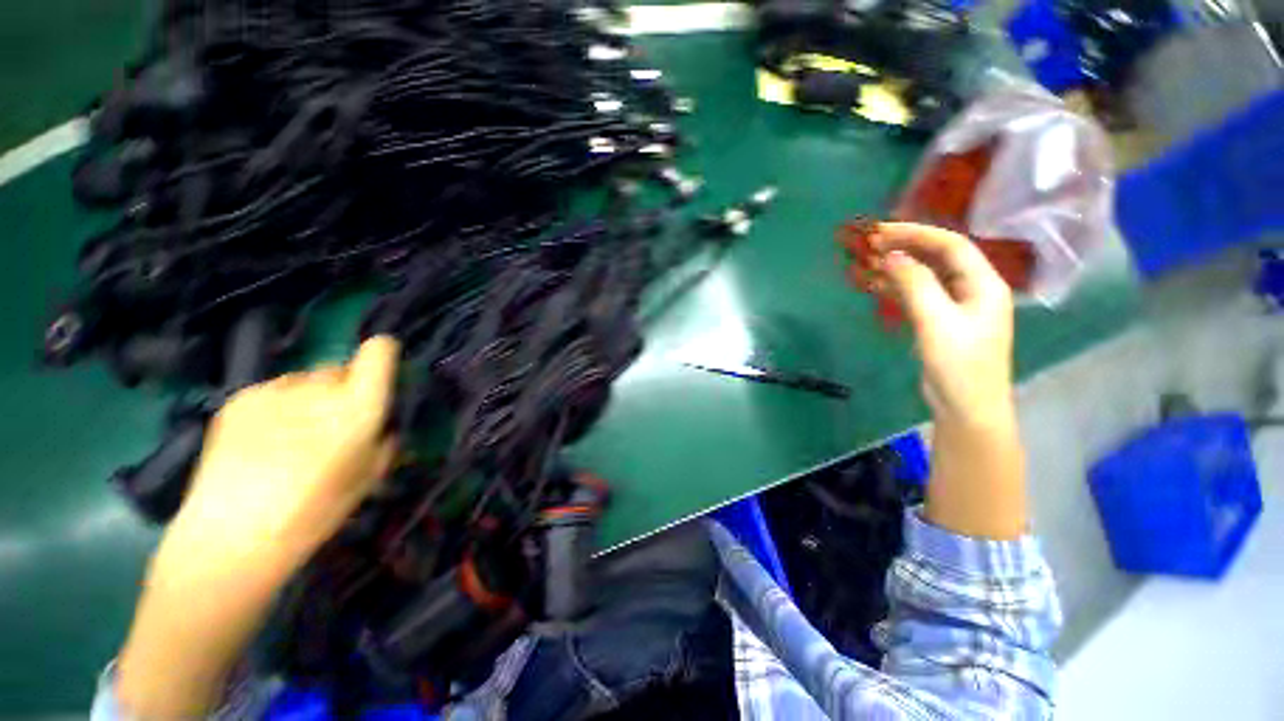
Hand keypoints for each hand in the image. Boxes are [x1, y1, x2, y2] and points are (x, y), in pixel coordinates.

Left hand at [168, 335, 400, 571]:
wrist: (232, 536)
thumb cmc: (315, 511)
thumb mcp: (369, 477)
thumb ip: (382, 439)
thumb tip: (381, 424)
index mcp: (359, 406)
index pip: (378, 351)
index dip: (383, 354)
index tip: (380, 371)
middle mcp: (320, 387)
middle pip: (338, 369)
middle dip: (341, 389)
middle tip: (329, 424)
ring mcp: (275, 389)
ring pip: (303, 381)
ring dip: (306, 398)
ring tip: (289, 437)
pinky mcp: (240, 398)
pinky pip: (271, 392)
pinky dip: (275, 408)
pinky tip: (261, 442)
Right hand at [860, 223, 1025, 538]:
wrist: (966, 408)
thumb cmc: (959, 365)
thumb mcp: (937, 322)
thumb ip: (916, 285)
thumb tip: (891, 256)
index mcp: (983, 284)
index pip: (951, 245)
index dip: (917, 234)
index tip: (881, 231)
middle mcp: (972, 289)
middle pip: (938, 258)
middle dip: (905, 247)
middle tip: (870, 243)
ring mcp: (955, 307)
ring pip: (925, 276)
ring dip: (898, 267)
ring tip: (867, 261)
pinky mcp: (940, 322)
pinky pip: (917, 295)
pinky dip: (897, 288)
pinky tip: (876, 285)